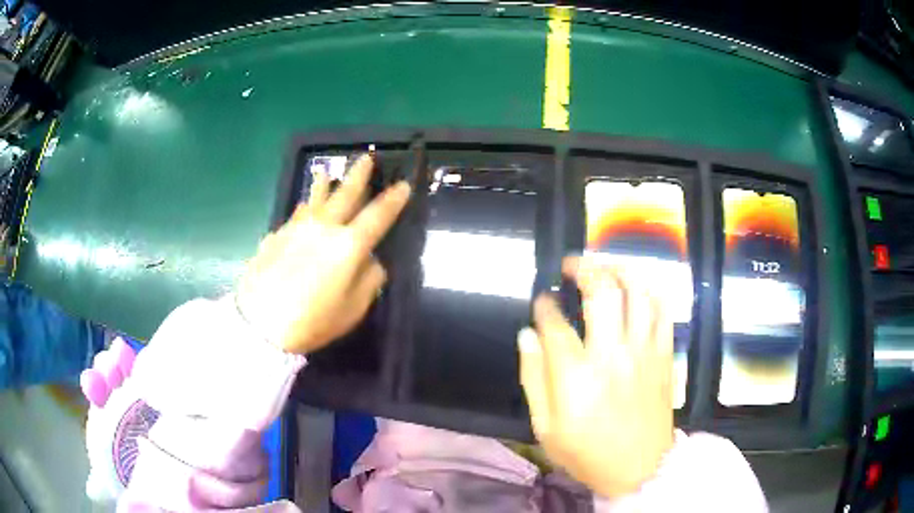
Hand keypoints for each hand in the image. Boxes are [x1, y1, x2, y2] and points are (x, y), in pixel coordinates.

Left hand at [236, 155, 410, 353]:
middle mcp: (323, 228)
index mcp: (348, 246)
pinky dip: (305, 207)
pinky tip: (304, 206)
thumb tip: (371, 260)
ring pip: (315, 198)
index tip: (403, 185)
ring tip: (326, 171)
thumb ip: (369, 280)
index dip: (393, 200)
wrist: (259, 322)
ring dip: (324, 183)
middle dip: (358, 175)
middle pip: (345, 194)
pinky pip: (296, 215)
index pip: (377, 216)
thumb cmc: (312, 321)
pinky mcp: (276, 235)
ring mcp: (296, 228)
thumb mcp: (353, 310)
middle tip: (366, 157)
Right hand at [518, 256, 674, 497]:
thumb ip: (533, 379)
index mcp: (576, 376)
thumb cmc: (588, 453)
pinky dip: (650, 291)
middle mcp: (612, 354)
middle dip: (583, 269)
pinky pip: (663, 311)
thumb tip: (526, 335)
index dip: (544, 305)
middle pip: (601, 292)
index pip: (554, 323)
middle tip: (572, 265)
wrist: (640, 469)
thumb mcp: (545, 428)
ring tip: (605, 266)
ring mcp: (644, 352)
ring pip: (637, 292)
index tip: (541, 301)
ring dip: (619, 270)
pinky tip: (638, 288)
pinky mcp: (664, 355)